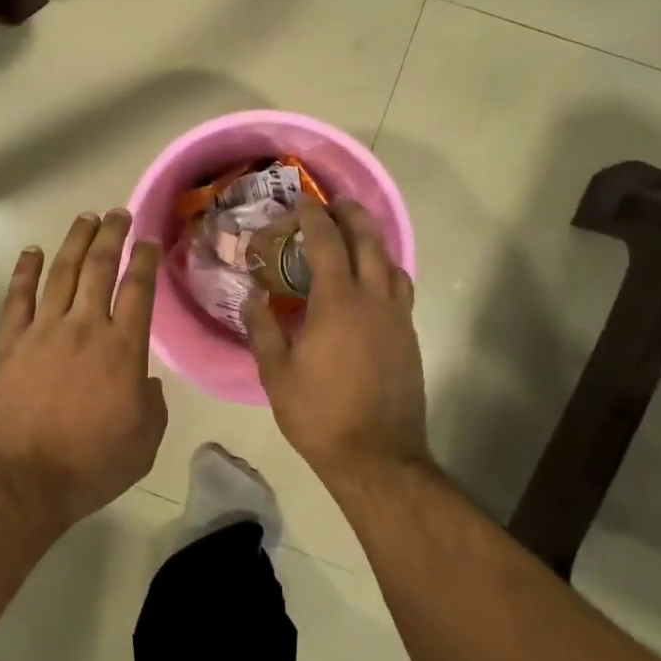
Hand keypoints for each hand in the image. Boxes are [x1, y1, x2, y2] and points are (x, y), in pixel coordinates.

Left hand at [0, 209, 167, 529]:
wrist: (20, 478)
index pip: (138, 290)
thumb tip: (147, 381)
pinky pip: (18, 296)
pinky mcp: (10, 341)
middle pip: (100, 267)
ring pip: (63, 272)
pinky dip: (25, 270)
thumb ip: (152, 405)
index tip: (149, 241)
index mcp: (123, 348)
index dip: (145, 260)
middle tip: (119, 213)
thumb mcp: (143, 443)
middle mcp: (85, 326)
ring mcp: (44, 329)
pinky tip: (32, 251)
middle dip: (112, 235)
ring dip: (76, 241)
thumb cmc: (89, 465)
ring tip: (86, 217)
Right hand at [245, 199, 427, 479]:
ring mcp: (397, 318)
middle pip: (369, 241)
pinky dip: (385, 271)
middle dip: (351, 215)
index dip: (312, 217)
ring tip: (355, 237)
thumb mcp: (277, 373)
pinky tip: (371, 284)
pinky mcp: (409, 338)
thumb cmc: (320, 414)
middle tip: (335, 204)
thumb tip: (251, 298)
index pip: (327, 243)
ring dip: (373, 241)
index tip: (301, 203)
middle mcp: (373, 300)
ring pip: (391, 263)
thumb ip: (263, 329)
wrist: (378, 457)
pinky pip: (400, 289)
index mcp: (338, 302)